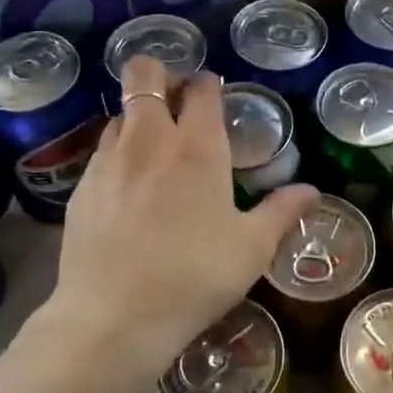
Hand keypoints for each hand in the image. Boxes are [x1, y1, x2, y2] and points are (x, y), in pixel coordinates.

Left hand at [38, 55, 318, 392]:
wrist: (114, 318)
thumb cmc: (195, 277)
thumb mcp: (251, 248)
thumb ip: (282, 211)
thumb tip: (312, 190)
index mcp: (197, 147)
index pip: (201, 88)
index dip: (210, 84)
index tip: (216, 96)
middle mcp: (149, 140)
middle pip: (143, 74)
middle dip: (160, 74)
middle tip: (177, 101)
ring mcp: (108, 161)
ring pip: (120, 113)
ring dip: (139, 118)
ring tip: (155, 151)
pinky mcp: (81, 187)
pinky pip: (101, 152)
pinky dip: (118, 155)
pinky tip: (129, 191)